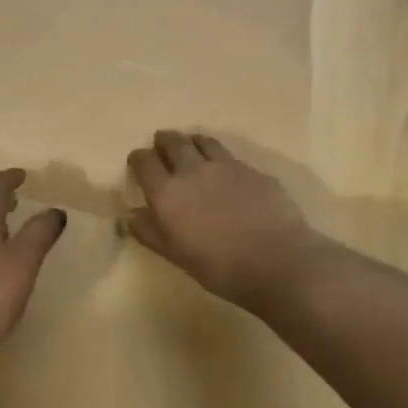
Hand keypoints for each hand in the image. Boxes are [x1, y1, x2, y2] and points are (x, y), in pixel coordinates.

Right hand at [125, 131, 325, 309]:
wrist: (277, 261)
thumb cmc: (218, 266)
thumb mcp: (175, 255)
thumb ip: (149, 232)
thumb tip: (129, 215)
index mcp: (167, 192)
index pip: (144, 161)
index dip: (138, 159)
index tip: (138, 164)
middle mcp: (192, 170)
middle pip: (173, 142)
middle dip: (163, 141)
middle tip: (161, 145)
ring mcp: (226, 166)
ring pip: (203, 141)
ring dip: (191, 142)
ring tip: (191, 148)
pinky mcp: (253, 170)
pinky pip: (229, 156)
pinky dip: (219, 158)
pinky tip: (225, 172)